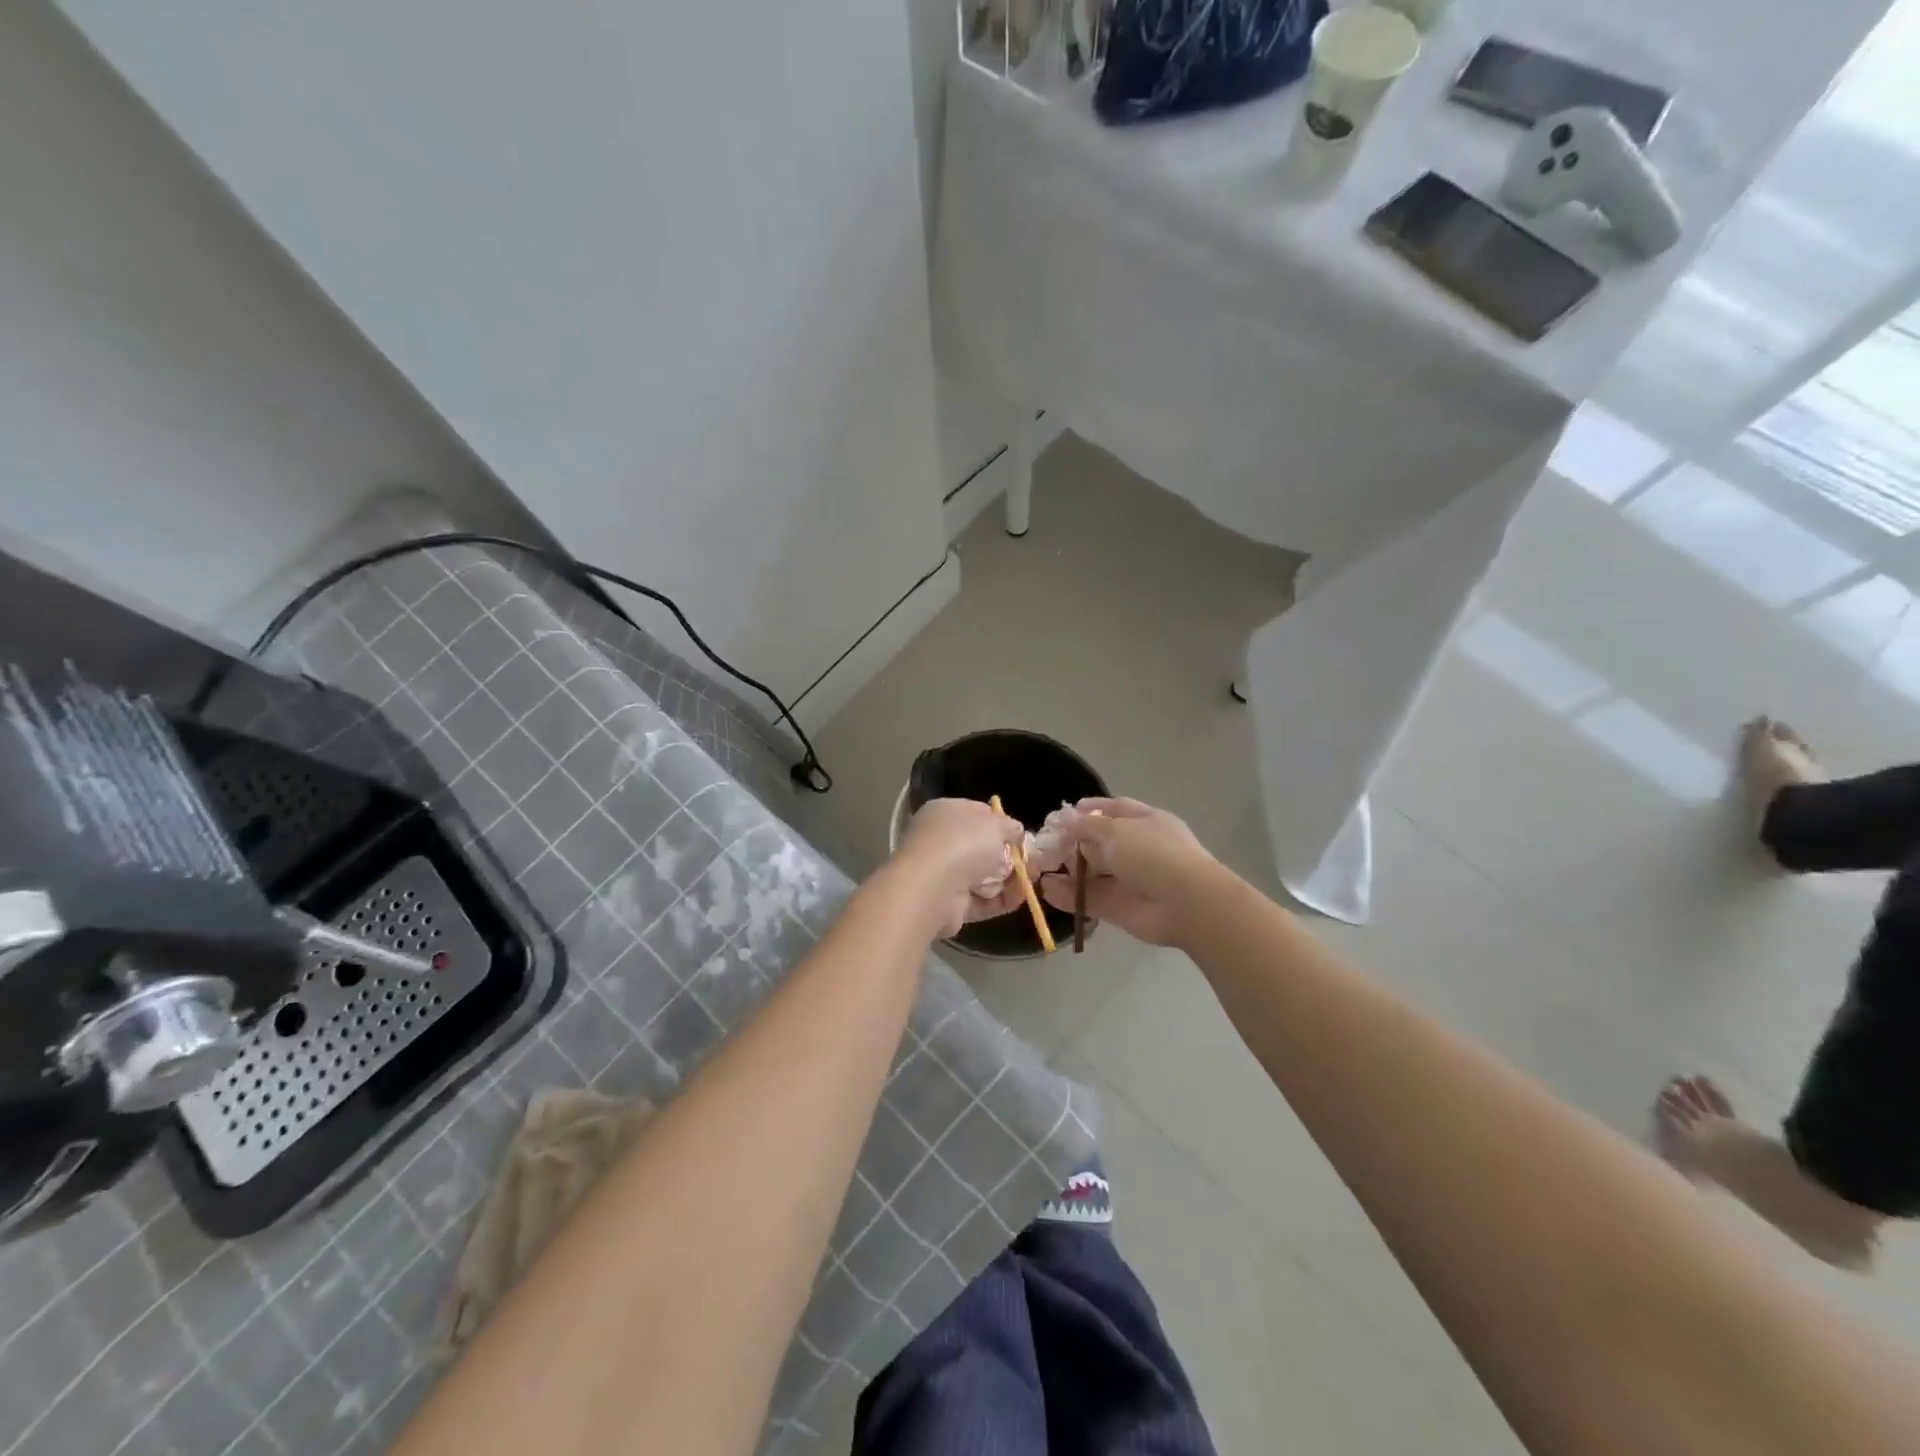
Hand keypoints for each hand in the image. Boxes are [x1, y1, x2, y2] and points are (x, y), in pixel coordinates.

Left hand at [892, 798, 1027, 937]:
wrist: (932, 887)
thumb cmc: (963, 843)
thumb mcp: (995, 824)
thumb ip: (1010, 826)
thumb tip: (1017, 831)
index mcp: (944, 813)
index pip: (977, 814)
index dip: (1001, 824)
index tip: (1022, 835)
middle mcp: (940, 841)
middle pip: (982, 847)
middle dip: (1010, 855)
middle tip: (1033, 862)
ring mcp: (943, 874)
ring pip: (984, 875)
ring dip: (1010, 879)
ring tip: (1033, 880)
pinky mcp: (949, 904)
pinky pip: (981, 900)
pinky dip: (1001, 899)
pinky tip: (1021, 897)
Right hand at [1038, 798, 1216, 946]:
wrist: (1184, 902)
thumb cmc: (1152, 853)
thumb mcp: (1115, 829)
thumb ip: (1086, 826)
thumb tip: (1065, 820)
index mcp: (1145, 822)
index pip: (1114, 810)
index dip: (1090, 810)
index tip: (1063, 815)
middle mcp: (1138, 849)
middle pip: (1100, 842)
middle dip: (1074, 843)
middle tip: (1046, 845)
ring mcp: (1130, 880)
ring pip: (1094, 873)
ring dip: (1069, 871)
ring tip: (1040, 868)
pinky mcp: (1121, 908)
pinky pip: (1091, 899)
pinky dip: (1069, 896)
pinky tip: (1047, 890)